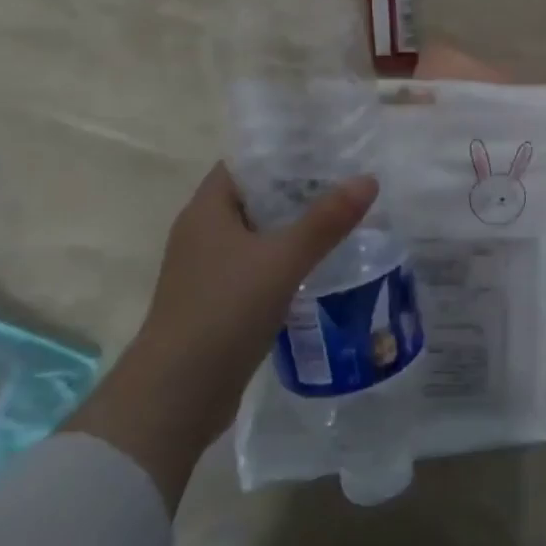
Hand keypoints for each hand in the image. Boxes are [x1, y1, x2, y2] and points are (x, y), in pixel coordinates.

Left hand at [140, 161, 378, 380]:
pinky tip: (322, 266)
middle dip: (298, 190)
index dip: (282, 153)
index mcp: (206, 211)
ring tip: (344, 219)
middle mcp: (203, 234)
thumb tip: (368, 179)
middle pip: (255, 198)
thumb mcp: (281, 261)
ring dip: (296, 228)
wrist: (177, 396)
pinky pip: (259, 268)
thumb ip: (326, 221)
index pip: (244, 164)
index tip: (326, 149)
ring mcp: (209, 271)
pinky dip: (287, 262)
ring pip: (260, 235)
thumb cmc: (223, 312)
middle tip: (348, 182)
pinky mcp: (220, 302)